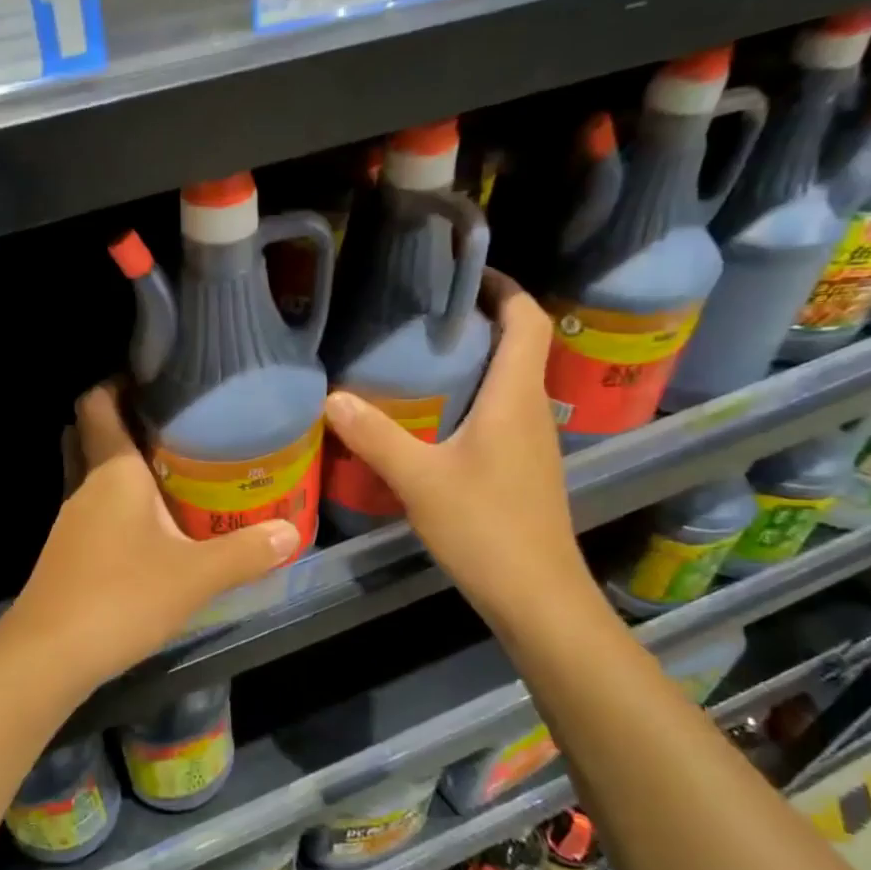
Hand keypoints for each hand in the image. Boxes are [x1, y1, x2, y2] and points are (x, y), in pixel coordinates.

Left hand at [1, 383, 300, 694]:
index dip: (118, 382)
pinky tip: (149, 525)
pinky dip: (115, 503)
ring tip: (172, 469)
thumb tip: (291, 533)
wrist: (48, 656)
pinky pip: (92, 508)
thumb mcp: (195, 576)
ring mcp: (70, 521)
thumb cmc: (121, 597)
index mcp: (112, 471)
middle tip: (172, 425)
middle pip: (92, 434)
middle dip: (123, 421)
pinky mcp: (67, 552)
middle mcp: (84, 486)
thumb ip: (246, 552)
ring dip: (121, 465)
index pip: (98, 402)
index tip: (156, 379)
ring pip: (91, 474)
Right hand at [322, 270, 594, 621]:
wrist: (538, 597)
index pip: (527, 321)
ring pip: (510, 383)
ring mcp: (532, 444)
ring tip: (422, 357)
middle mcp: (532, 411)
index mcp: (515, 399)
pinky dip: (473, 399)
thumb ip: (376, 437)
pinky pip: (502, 415)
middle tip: (424, 313)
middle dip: (479, 320)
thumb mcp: (420, 481)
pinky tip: (434, 419)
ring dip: (476, 361)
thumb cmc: (486, 529)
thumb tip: (332, 398)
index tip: (465, 272)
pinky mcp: (524, 470)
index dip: (504, 288)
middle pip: (520, 347)